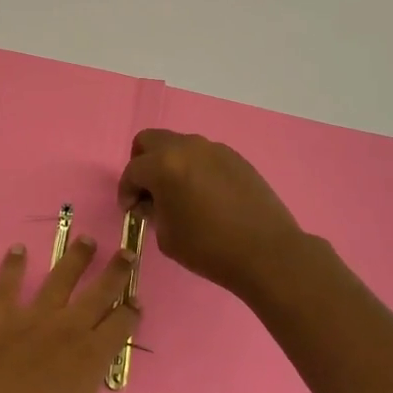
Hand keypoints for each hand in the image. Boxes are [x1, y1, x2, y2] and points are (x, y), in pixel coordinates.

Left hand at [0, 237, 140, 392]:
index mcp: (91, 359)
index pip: (120, 327)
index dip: (131, 312)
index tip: (137, 300)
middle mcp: (67, 329)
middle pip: (98, 293)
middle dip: (115, 272)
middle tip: (126, 253)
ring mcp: (32, 319)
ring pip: (60, 279)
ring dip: (75, 258)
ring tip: (86, 240)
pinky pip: (7, 285)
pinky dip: (12, 265)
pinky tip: (17, 249)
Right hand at [117, 129, 304, 301]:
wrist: (267, 252)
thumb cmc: (209, 248)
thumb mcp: (167, 236)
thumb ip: (152, 211)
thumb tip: (152, 201)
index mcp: (164, 164)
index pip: (133, 170)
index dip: (126, 191)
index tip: (131, 210)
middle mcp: (187, 147)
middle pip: (150, 140)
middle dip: (142, 163)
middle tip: (149, 191)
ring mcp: (214, 149)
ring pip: (179, 145)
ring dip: (170, 164)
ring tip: (179, 194)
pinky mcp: (235, 157)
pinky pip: (204, 155)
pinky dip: (195, 168)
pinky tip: (205, 195)